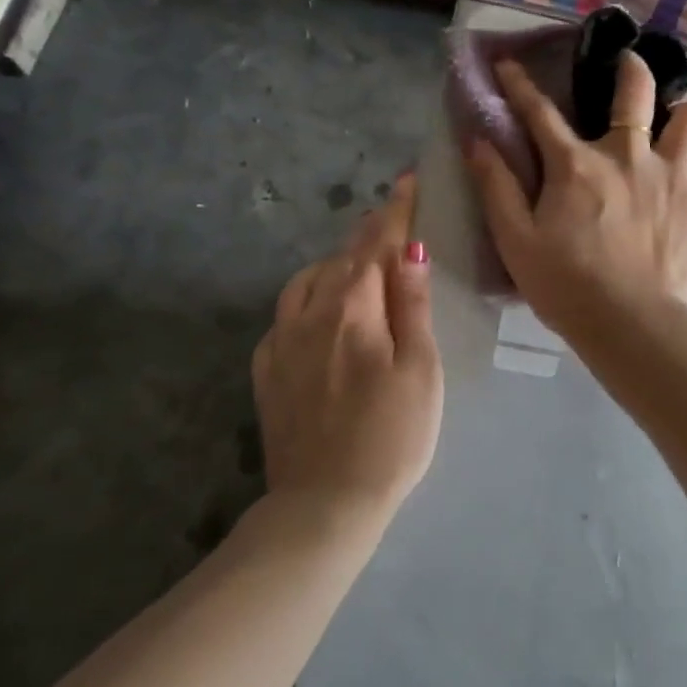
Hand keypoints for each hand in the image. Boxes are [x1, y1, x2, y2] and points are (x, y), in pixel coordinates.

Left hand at [251, 175, 443, 522]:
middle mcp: (309, 315)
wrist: (325, 503)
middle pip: (340, 259)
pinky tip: (317, 309)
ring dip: (334, 262)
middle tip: (390, 215)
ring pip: (306, 282)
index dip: (394, 213)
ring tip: (355, 260)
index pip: (375, 246)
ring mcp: (281, 343)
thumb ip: (412, 306)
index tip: (407, 182)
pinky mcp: (267, 372)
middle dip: (367, 233)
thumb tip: (408, 250)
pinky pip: (285, 315)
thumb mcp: (419, 371)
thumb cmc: (392, 437)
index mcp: (352, 311)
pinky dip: (306, 296)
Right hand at [467, 51, 686, 343]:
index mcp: (576, 165)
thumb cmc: (565, 286)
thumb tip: (477, 140)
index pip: (540, 112)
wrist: (630, 325)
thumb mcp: (515, 241)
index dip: (520, 85)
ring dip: (683, 118)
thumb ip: (496, 187)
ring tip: (674, 132)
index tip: (509, 65)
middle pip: (636, 90)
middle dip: (631, 68)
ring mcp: (674, 176)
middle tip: (629, 68)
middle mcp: (628, 156)